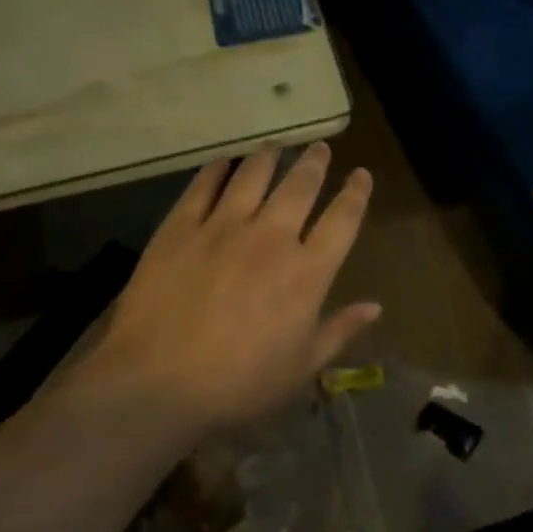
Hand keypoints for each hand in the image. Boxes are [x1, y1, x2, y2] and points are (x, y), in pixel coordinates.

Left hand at [81, 144, 378, 430]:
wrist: (156, 385)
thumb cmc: (238, 385)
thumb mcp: (300, 368)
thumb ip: (340, 331)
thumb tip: (376, 306)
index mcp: (306, 272)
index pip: (342, 219)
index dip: (356, 193)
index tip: (361, 174)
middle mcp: (271, 237)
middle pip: (300, 186)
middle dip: (315, 163)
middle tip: (319, 147)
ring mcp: (223, 228)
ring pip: (253, 176)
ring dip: (269, 157)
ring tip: (275, 146)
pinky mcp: (180, 229)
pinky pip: (202, 187)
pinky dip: (216, 170)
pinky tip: (222, 162)